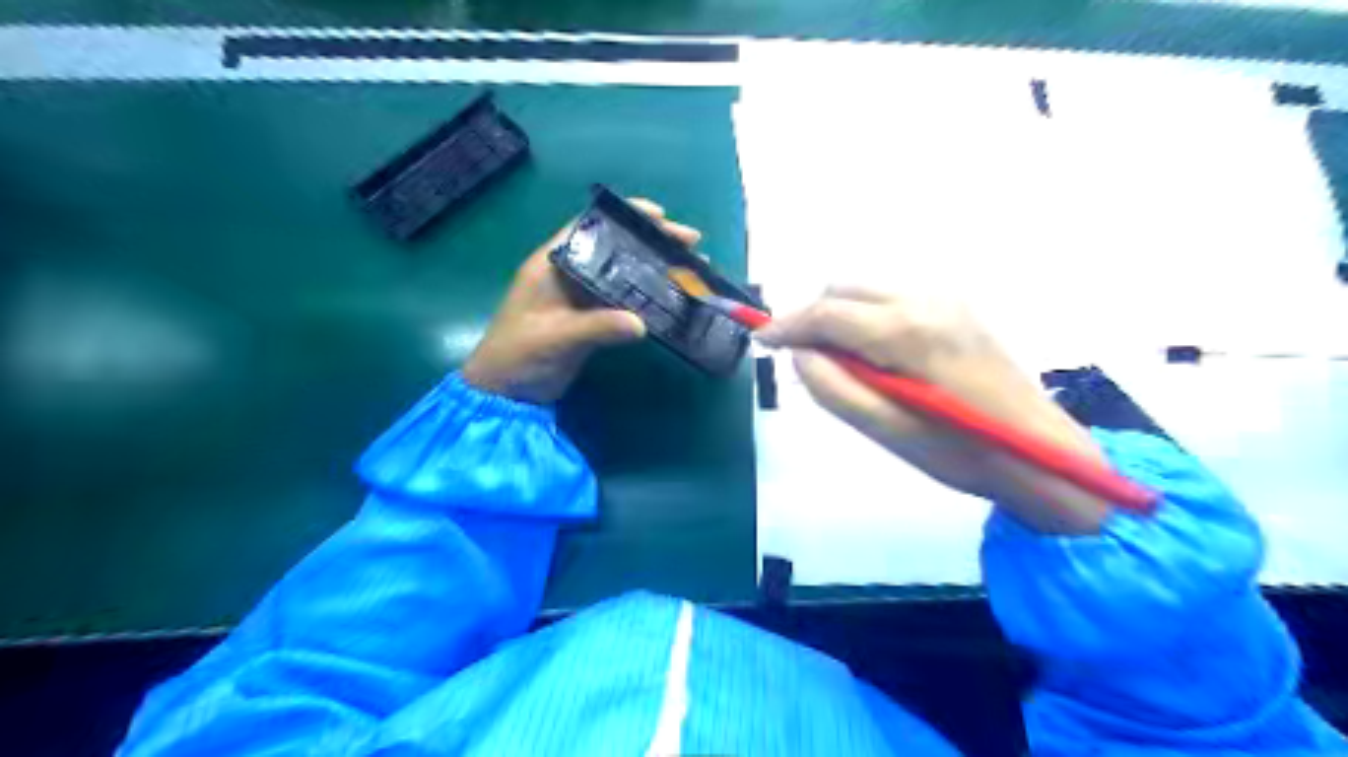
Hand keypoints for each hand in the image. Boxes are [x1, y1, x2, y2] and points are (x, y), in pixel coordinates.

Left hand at [465, 198, 698, 404]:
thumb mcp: (554, 338)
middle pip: (615, 246)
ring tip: (692, 267)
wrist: (505, 395)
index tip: (661, 216)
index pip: (590, 226)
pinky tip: (673, 297)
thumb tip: (641, 323)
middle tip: (691, 242)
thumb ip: (595, 328)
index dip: (625, 215)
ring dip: (655, 267)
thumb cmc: (517, 356)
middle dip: (652, 241)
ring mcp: (582, 296)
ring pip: (624, 272)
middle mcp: (570, 273)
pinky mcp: (592, 319)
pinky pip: (625, 300)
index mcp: (552, 263)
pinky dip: (648, 295)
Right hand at [757, 287, 1116, 534]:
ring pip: (866, 289)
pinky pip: (891, 298)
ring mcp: (944, 298)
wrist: (1040, 453)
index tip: (761, 339)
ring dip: (840, 316)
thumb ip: (832, 388)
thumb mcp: (885, 431)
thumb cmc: (959, 451)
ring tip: (843, 363)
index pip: (827, 312)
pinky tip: (876, 356)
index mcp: (906, 331)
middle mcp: (924, 299)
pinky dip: (867, 317)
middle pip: (843, 288)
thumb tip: (800, 354)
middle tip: (805, 360)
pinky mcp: (955, 307)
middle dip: (814, 318)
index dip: (787, 325)